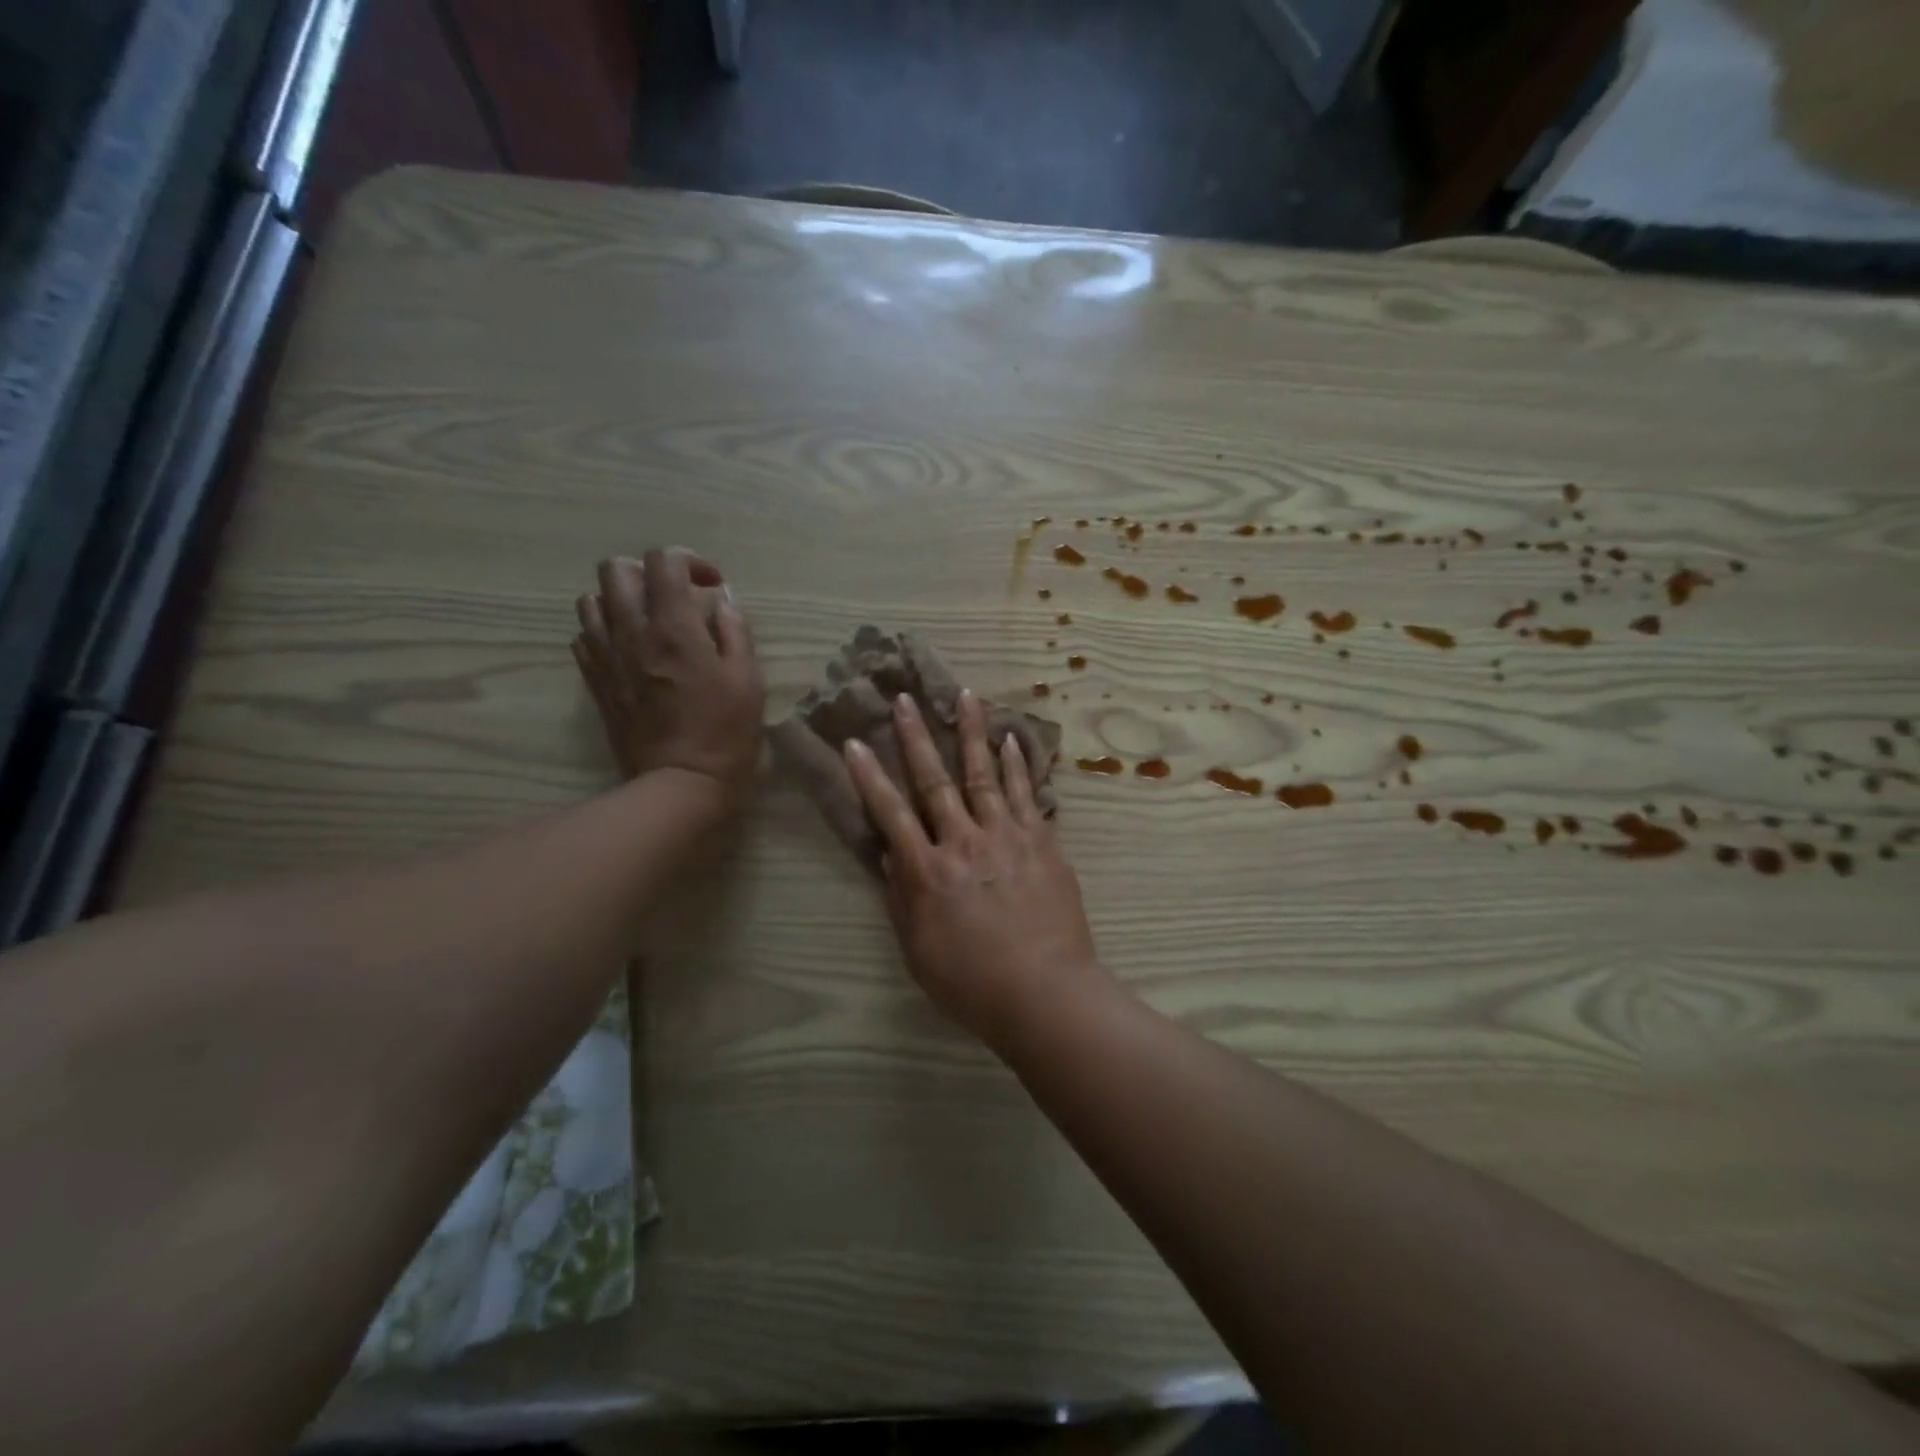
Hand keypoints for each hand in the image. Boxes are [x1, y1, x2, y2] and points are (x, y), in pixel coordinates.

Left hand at [572, 550, 764, 801]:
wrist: (679, 783)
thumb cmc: (725, 733)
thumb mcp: (749, 679)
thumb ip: (735, 631)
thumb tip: (722, 601)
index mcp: (675, 627)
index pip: (664, 560)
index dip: (689, 561)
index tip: (710, 585)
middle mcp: (632, 631)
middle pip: (616, 569)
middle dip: (648, 573)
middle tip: (674, 598)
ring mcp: (606, 656)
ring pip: (592, 599)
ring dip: (620, 600)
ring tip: (648, 621)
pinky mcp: (595, 681)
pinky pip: (584, 635)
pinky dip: (605, 631)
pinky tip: (630, 649)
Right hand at [843, 688, 1108, 1050]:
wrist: (1045, 992)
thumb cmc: (972, 983)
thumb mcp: (918, 950)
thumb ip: (901, 898)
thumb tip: (888, 854)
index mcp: (928, 872)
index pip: (890, 814)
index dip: (869, 777)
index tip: (854, 742)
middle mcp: (964, 842)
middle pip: (934, 781)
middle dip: (916, 737)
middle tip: (904, 698)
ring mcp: (1007, 837)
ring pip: (983, 774)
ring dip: (972, 732)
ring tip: (964, 695)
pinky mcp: (1042, 841)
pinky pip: (1027, 794)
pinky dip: (1018, 765)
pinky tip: (1012, 738)